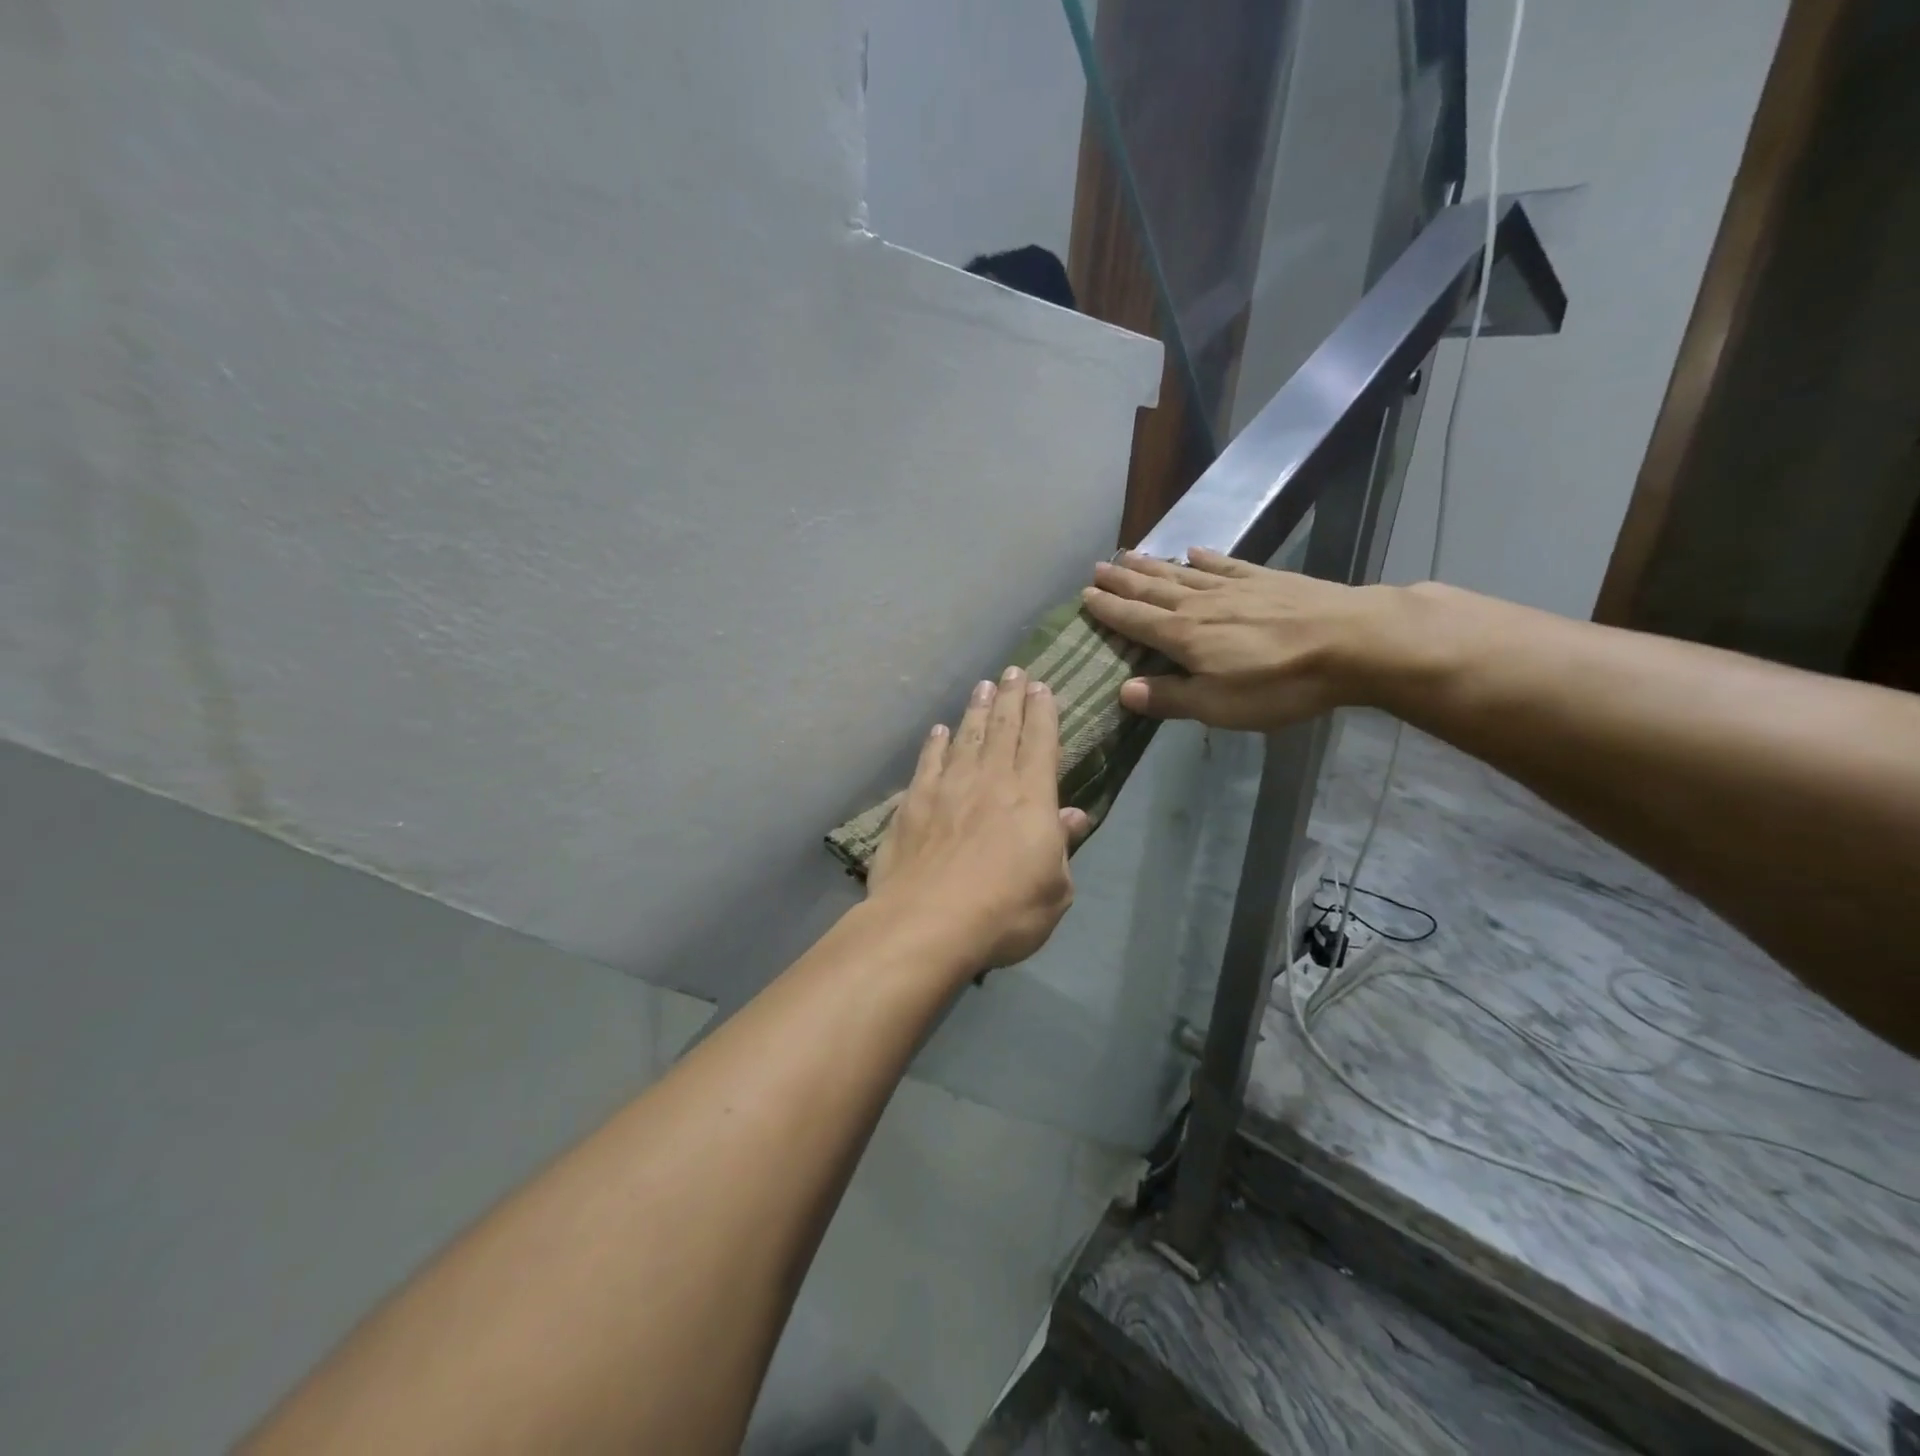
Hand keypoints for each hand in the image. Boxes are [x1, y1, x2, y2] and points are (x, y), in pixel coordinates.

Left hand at [868, 666, 1090, 971]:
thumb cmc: (1006, 912)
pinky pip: (928, 762)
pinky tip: (938, 730)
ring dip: (977, 710)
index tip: (1042, 686)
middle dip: (1011, 697)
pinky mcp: (913, 804)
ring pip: (966, 737)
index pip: (1040, 742)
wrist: (928, 923)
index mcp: (1031, 798)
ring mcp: (947, 788)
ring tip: (983, 686)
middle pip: (1004, 729)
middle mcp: (990, 781)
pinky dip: (935, 744)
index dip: (1043, 712)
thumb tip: (1074, 815)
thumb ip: (1063, 846)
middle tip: (1014, 670)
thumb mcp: (1055, 890)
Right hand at [1081, 548, 1396, 730]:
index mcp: (1184, 637)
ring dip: (1153, 566)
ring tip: (1129, 555)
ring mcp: (1235, 588)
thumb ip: (1169, 699)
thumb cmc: (1279, 684)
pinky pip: (1225, 565)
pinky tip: (1194, 551)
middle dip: (1123, 581)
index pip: (1136, 620)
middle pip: (1153, 590)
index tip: (1085, 596)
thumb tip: (1123, 691)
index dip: (1109, 610)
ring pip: (1183, 575)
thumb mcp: (1218, 706)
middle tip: (1098, 568)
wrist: (1352, 642)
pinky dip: (1205, 559)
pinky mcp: (1267, 580)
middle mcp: (1201, 606)